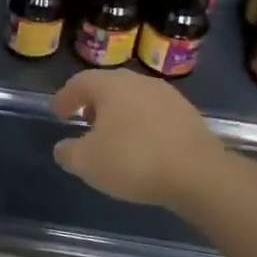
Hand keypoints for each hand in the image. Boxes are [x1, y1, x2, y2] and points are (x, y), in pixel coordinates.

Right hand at [49, 69, 224, 209]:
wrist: (199, 174)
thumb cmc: (134, 161)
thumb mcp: (87, 162)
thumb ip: (68, 152)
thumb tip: (64, 147)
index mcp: (111, 85)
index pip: (79, 82)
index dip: (64, 97)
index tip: (57, 113)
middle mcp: (139, 82)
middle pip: (109, 86)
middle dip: (93, 103)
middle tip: (83, 121)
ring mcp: (168, 96)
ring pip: (134, 99)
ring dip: (119, 113)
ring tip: (112, 136)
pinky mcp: (188, 115)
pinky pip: (154, 114)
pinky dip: (141, 124)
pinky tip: (141, 146)